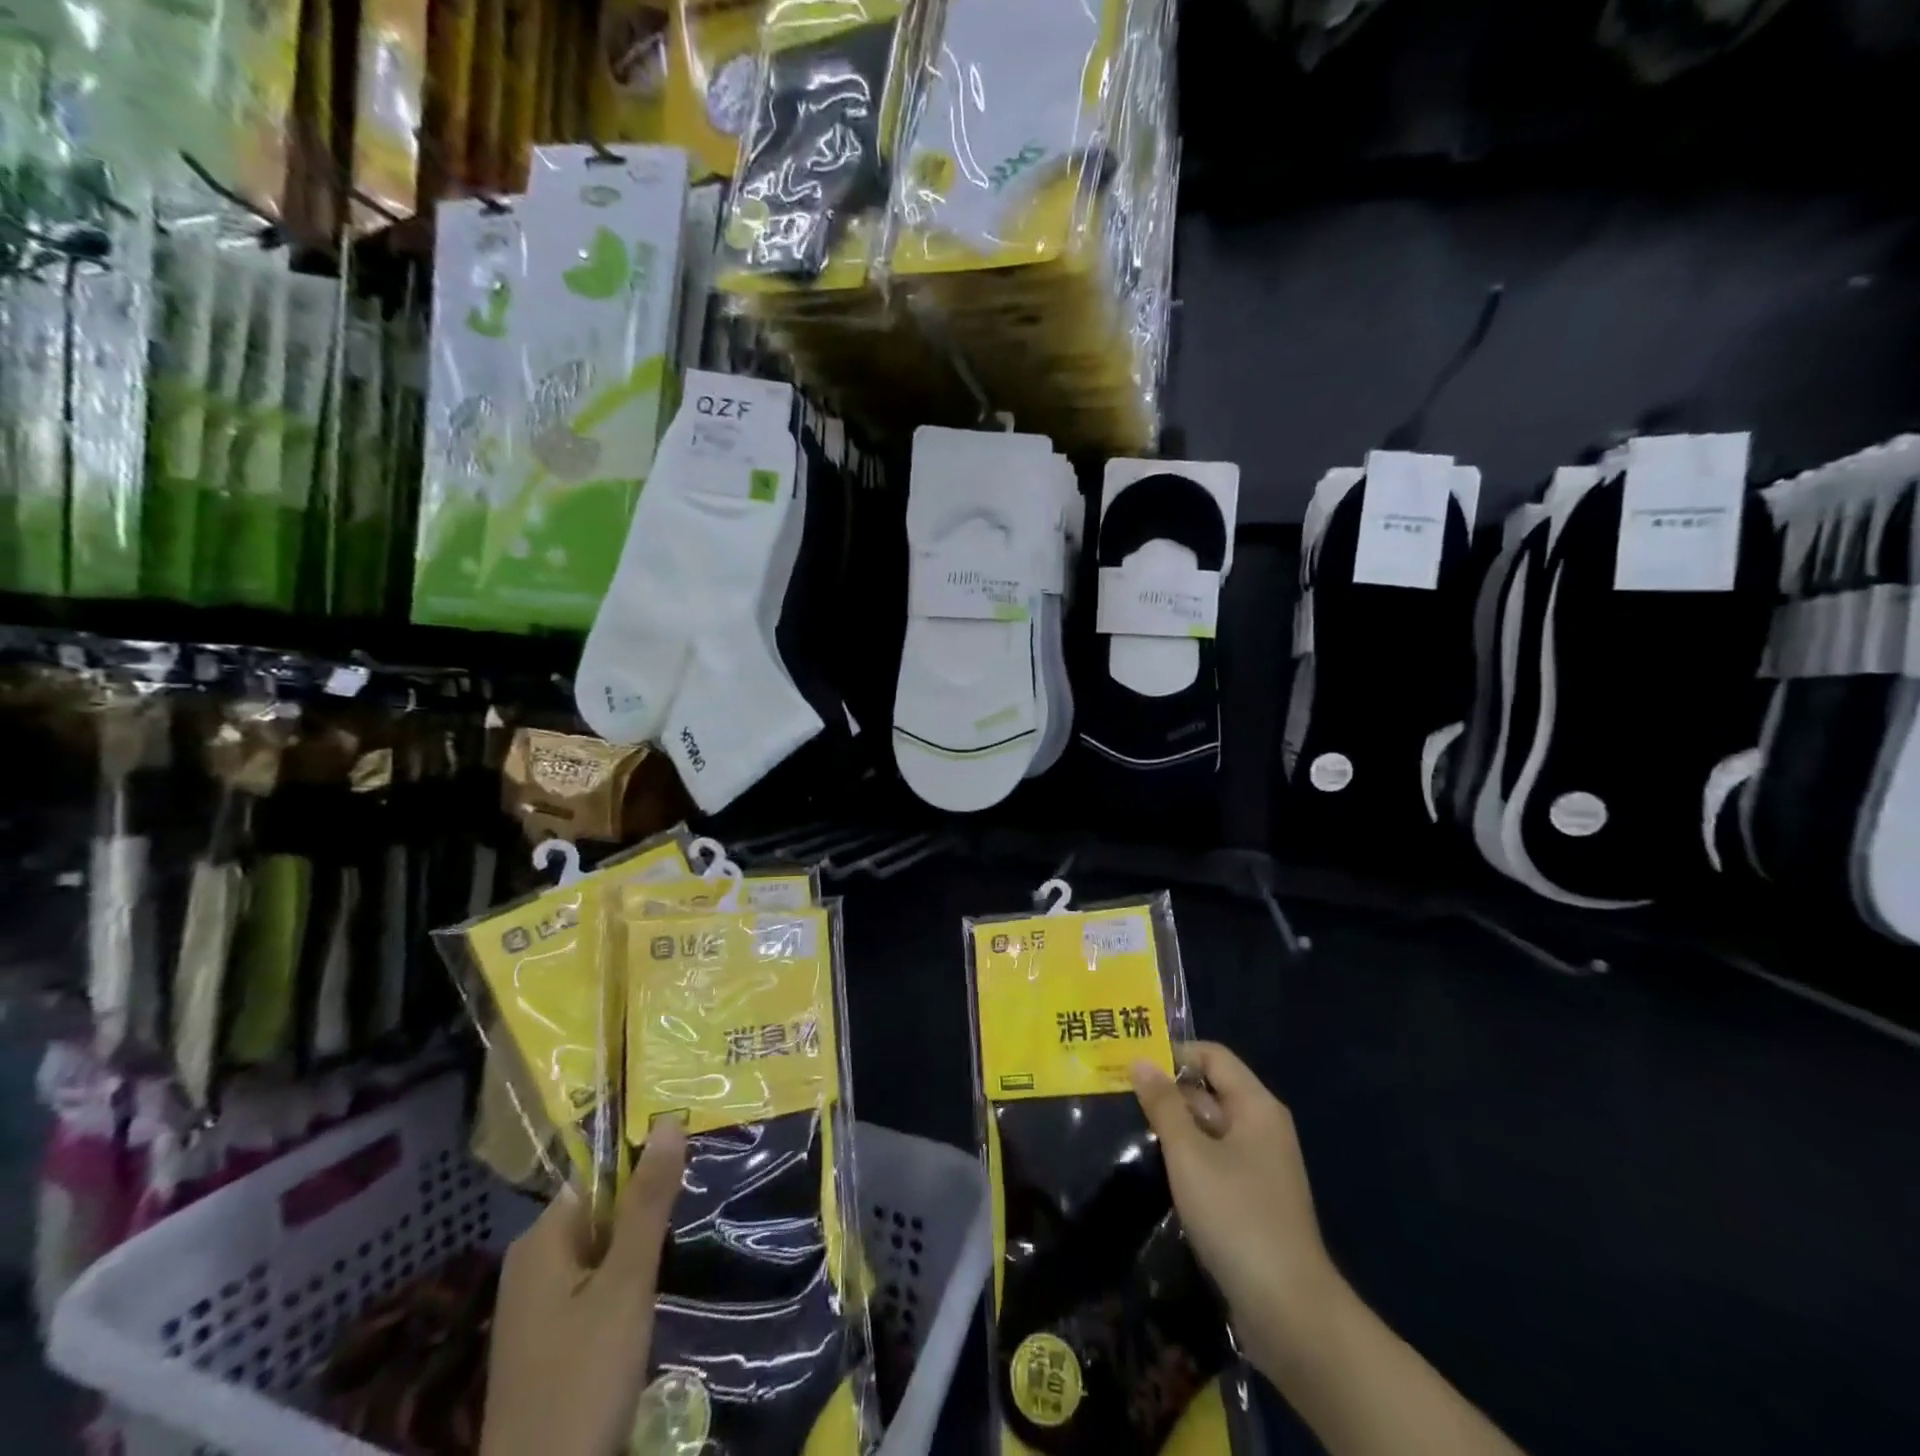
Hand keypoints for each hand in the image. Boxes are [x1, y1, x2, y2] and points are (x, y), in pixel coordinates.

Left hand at [481, 1124, 686, 1455]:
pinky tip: (651, 1302)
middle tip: (694, 1212)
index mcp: (541, 1240)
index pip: (599, 1175)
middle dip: (645, 1214)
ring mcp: (536, 1308)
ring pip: (600, 1252)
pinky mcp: (547, 1343)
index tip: (689, 1174)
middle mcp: (531, 1264)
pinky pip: (592, 1288)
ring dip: (638, 1252)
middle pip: (600, 1212)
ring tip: (680, 1253)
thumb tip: (669, 1120)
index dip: (644, 1169)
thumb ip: (648, 1202)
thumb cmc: (582, 1381)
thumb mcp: (626, 1284)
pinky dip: (623, 1286)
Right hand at [1131, 1043, 1338, 1378]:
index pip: (1212, 1055)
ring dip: (1173, 1127)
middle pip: (1209, 1090)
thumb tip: (1140, 1060)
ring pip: (1208, 1128)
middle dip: (1167, 1091)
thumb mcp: (1190, 1154)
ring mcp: (1259, 1166)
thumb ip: (1163, 1104)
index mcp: (1256, 1106)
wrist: (1289, 1312)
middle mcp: (1262, 1127)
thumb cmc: (1237, 1217)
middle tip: (1118, 1096)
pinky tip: (1155, 1170)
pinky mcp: (1252, 1200)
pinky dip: (1186, 1159)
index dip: (1173, 1053)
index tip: (1131, 1065)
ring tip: (1127, 1129)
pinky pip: (1214, 1161)